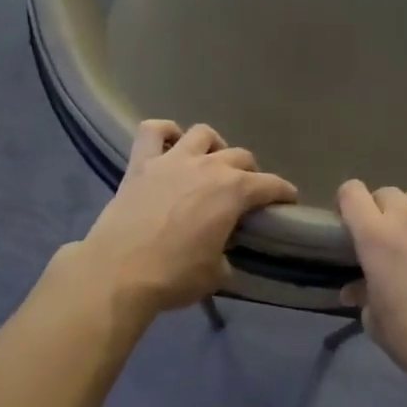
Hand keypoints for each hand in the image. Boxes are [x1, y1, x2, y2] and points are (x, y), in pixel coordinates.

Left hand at [78, 121, 297, 319]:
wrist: (118, 273)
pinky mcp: (140, 163)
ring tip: (211, 163)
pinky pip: (153, 131)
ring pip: (203, 134)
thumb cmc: (174, 276)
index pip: (270, 185)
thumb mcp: (217, 275)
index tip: (288, 200)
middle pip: (240, 156)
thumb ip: (228, 257)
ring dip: (213, 146)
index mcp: (233, 191)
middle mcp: (208, 166)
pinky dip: (165, 132)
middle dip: (251, 172)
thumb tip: (223, 254)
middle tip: (247, 192)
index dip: (283, 192)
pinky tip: (171, 144)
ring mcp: (172, 160)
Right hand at [336, 181, 406, 406]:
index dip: (348, 202)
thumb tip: (352, 290)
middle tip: (388, 235)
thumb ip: (363, 295)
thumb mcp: (375, 320)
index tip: (351, 222)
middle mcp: (406, 218)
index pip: (351, 192)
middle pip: (387, 192)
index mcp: (373, 237)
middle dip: (382, 209)